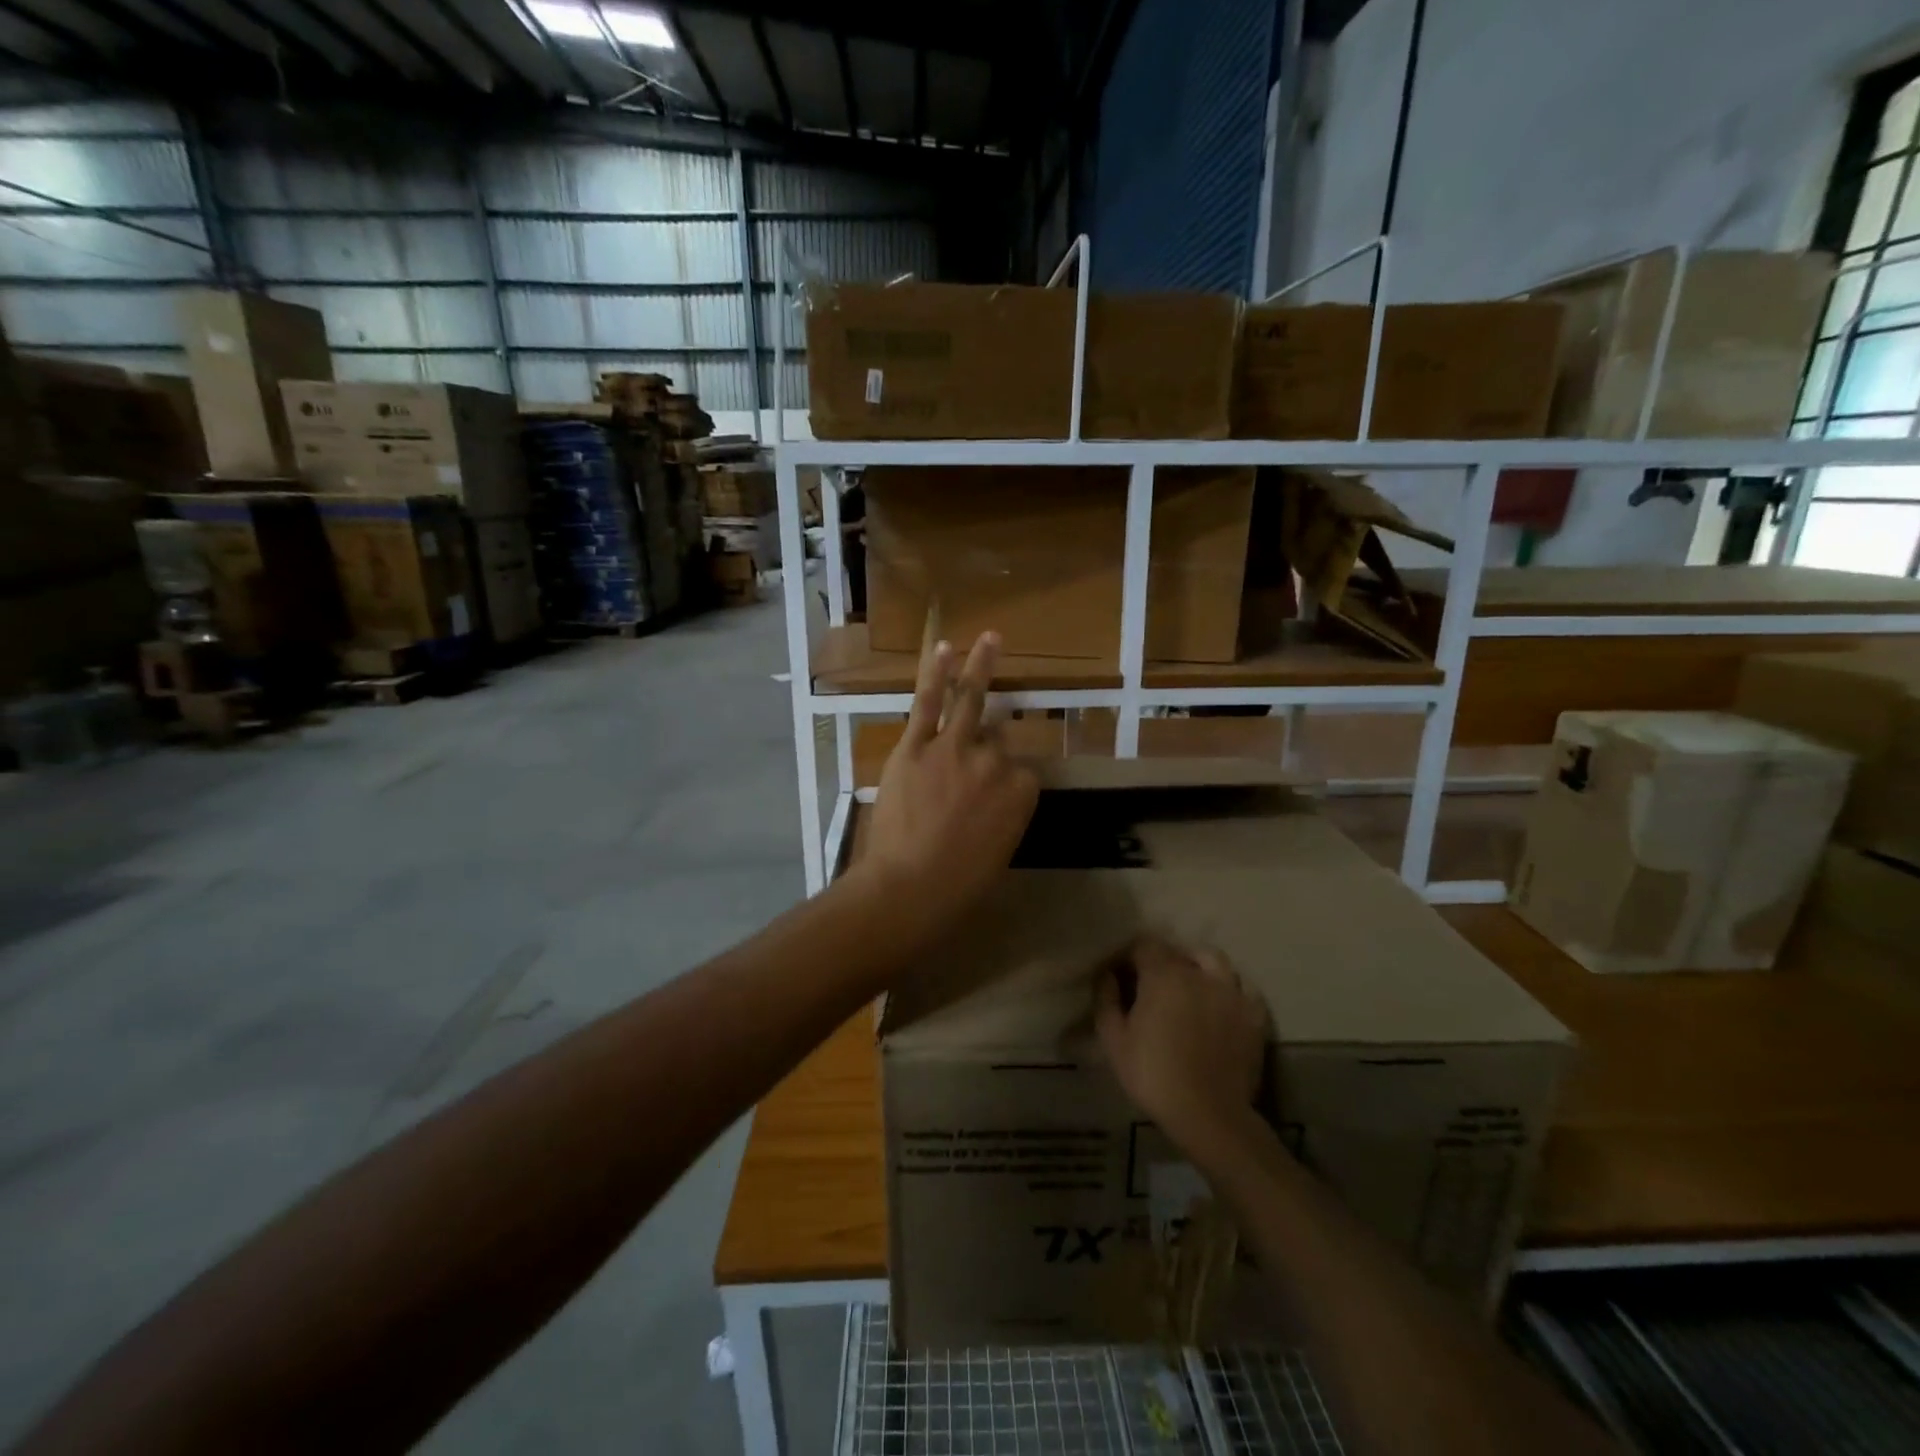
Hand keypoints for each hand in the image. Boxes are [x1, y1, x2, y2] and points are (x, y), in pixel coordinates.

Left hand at [861, 632, 1038, 930]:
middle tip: (979, 754)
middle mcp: (995, 762)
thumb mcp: (999, 852)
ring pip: (971, 701)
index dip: (1004, 785)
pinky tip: (944, 649)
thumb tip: (989, 802)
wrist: (911, 885)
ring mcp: (955, 748)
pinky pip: (929, 703)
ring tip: (989, 639)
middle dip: (987, 747)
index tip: (988, 802)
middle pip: (997, 739)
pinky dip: (936, 674)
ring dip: (981, 667)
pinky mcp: (916, 746)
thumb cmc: (960, 884)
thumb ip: (1001, 815)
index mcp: (1022, 792)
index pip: (1020, 773)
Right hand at [1096, 939, 1269, 1159]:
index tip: (1123, 976)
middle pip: (1178, 952)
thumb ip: (1107, 1000)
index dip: (1131, 957)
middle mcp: (1199, 973)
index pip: (1144, 945)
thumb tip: (1107, 974)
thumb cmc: (1154, 1075)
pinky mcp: (1254, 1015)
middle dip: (1162, 962)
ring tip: (1191, 985)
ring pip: (1215, 961)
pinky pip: (1244, 988)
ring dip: (1199, 966)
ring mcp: (1231, 992)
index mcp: (1163, 975)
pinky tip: (1222, 1004)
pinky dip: (1231, 989)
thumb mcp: (1114, 1041)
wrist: (1209, 1114)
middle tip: (1153, 987)